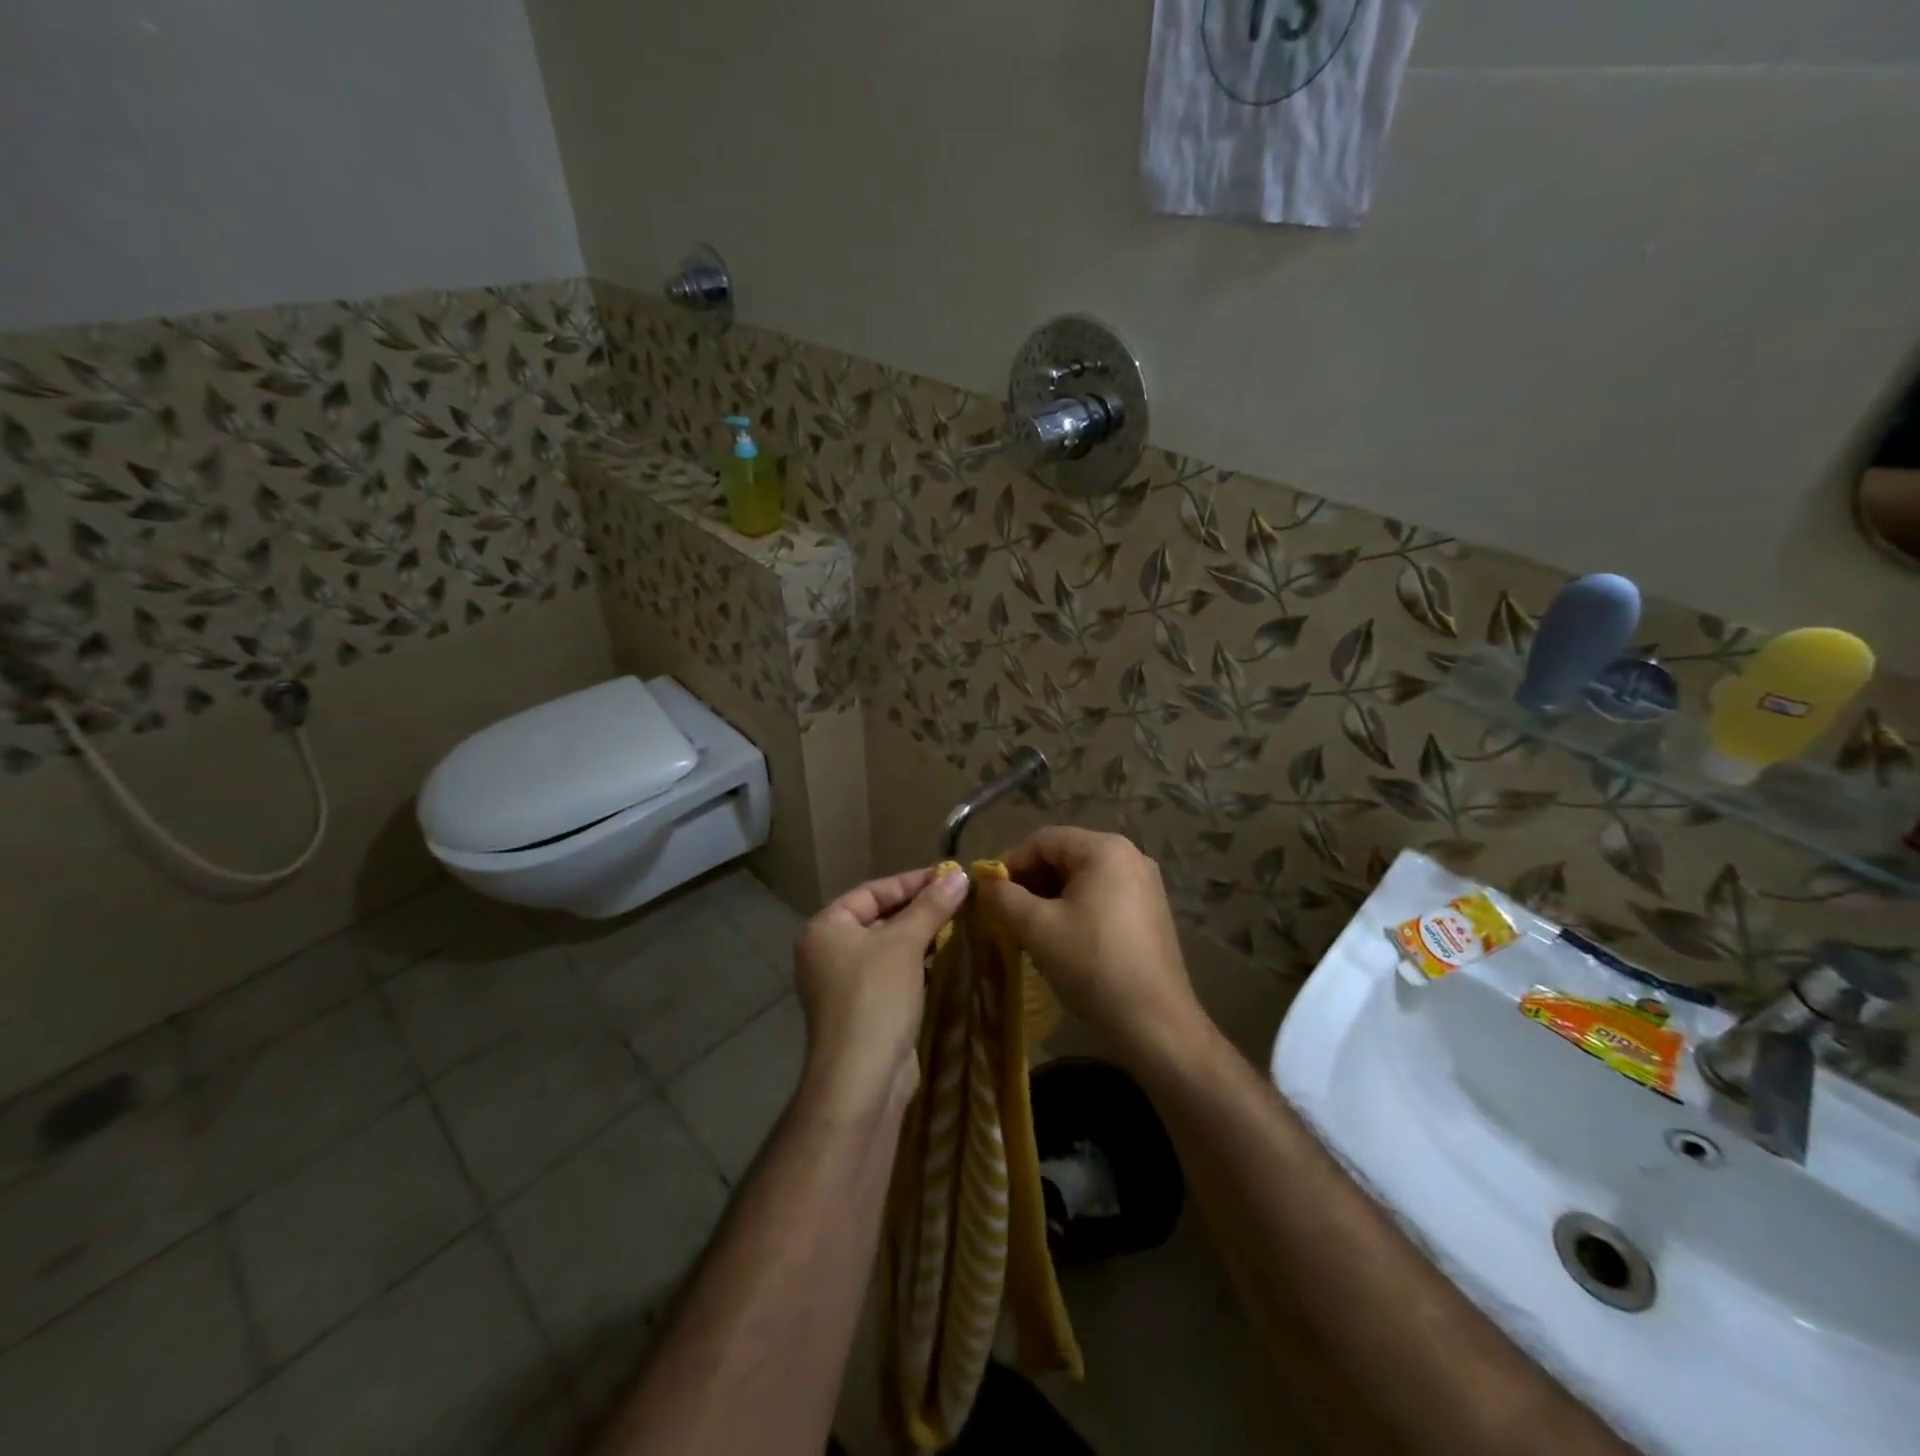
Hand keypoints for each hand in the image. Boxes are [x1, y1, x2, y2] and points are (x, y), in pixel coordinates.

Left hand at [793, 866, 969, 1112]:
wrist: (861, 1079)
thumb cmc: (876, 997)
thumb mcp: (906, 943)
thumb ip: (932, 906)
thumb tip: (959, 874)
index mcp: (826, 928)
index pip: (872, 891)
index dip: (911, 882)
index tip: (950, 876)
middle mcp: (827, 952)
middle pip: (878, 917)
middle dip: (918, 909)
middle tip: (958, 899)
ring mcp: (842, 984)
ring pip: (886, 947)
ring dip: (919, 936)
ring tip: (958, 924)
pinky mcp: (861, 1010)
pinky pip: (890, 974)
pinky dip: (914, 964)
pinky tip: (942, 958)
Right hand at [975, 827, 1205, 1063]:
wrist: (1154, 1022)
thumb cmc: (1092, 964)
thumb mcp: (1037, 928)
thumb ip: (1003, 898)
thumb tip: (982, 884)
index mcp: (1105, 849)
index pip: (1043, 840)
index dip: (1010, 863)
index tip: (989, 895)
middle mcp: (1130, 856)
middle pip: (1064, 856)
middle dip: (1030, 883)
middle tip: (1005, 914)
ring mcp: (1145, 885)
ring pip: (1082, 879)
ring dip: (1049, 899)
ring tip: (1028, 931)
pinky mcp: (1150, 912)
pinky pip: (1102, 897)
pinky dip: (1074, 910)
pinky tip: (1061, 941)